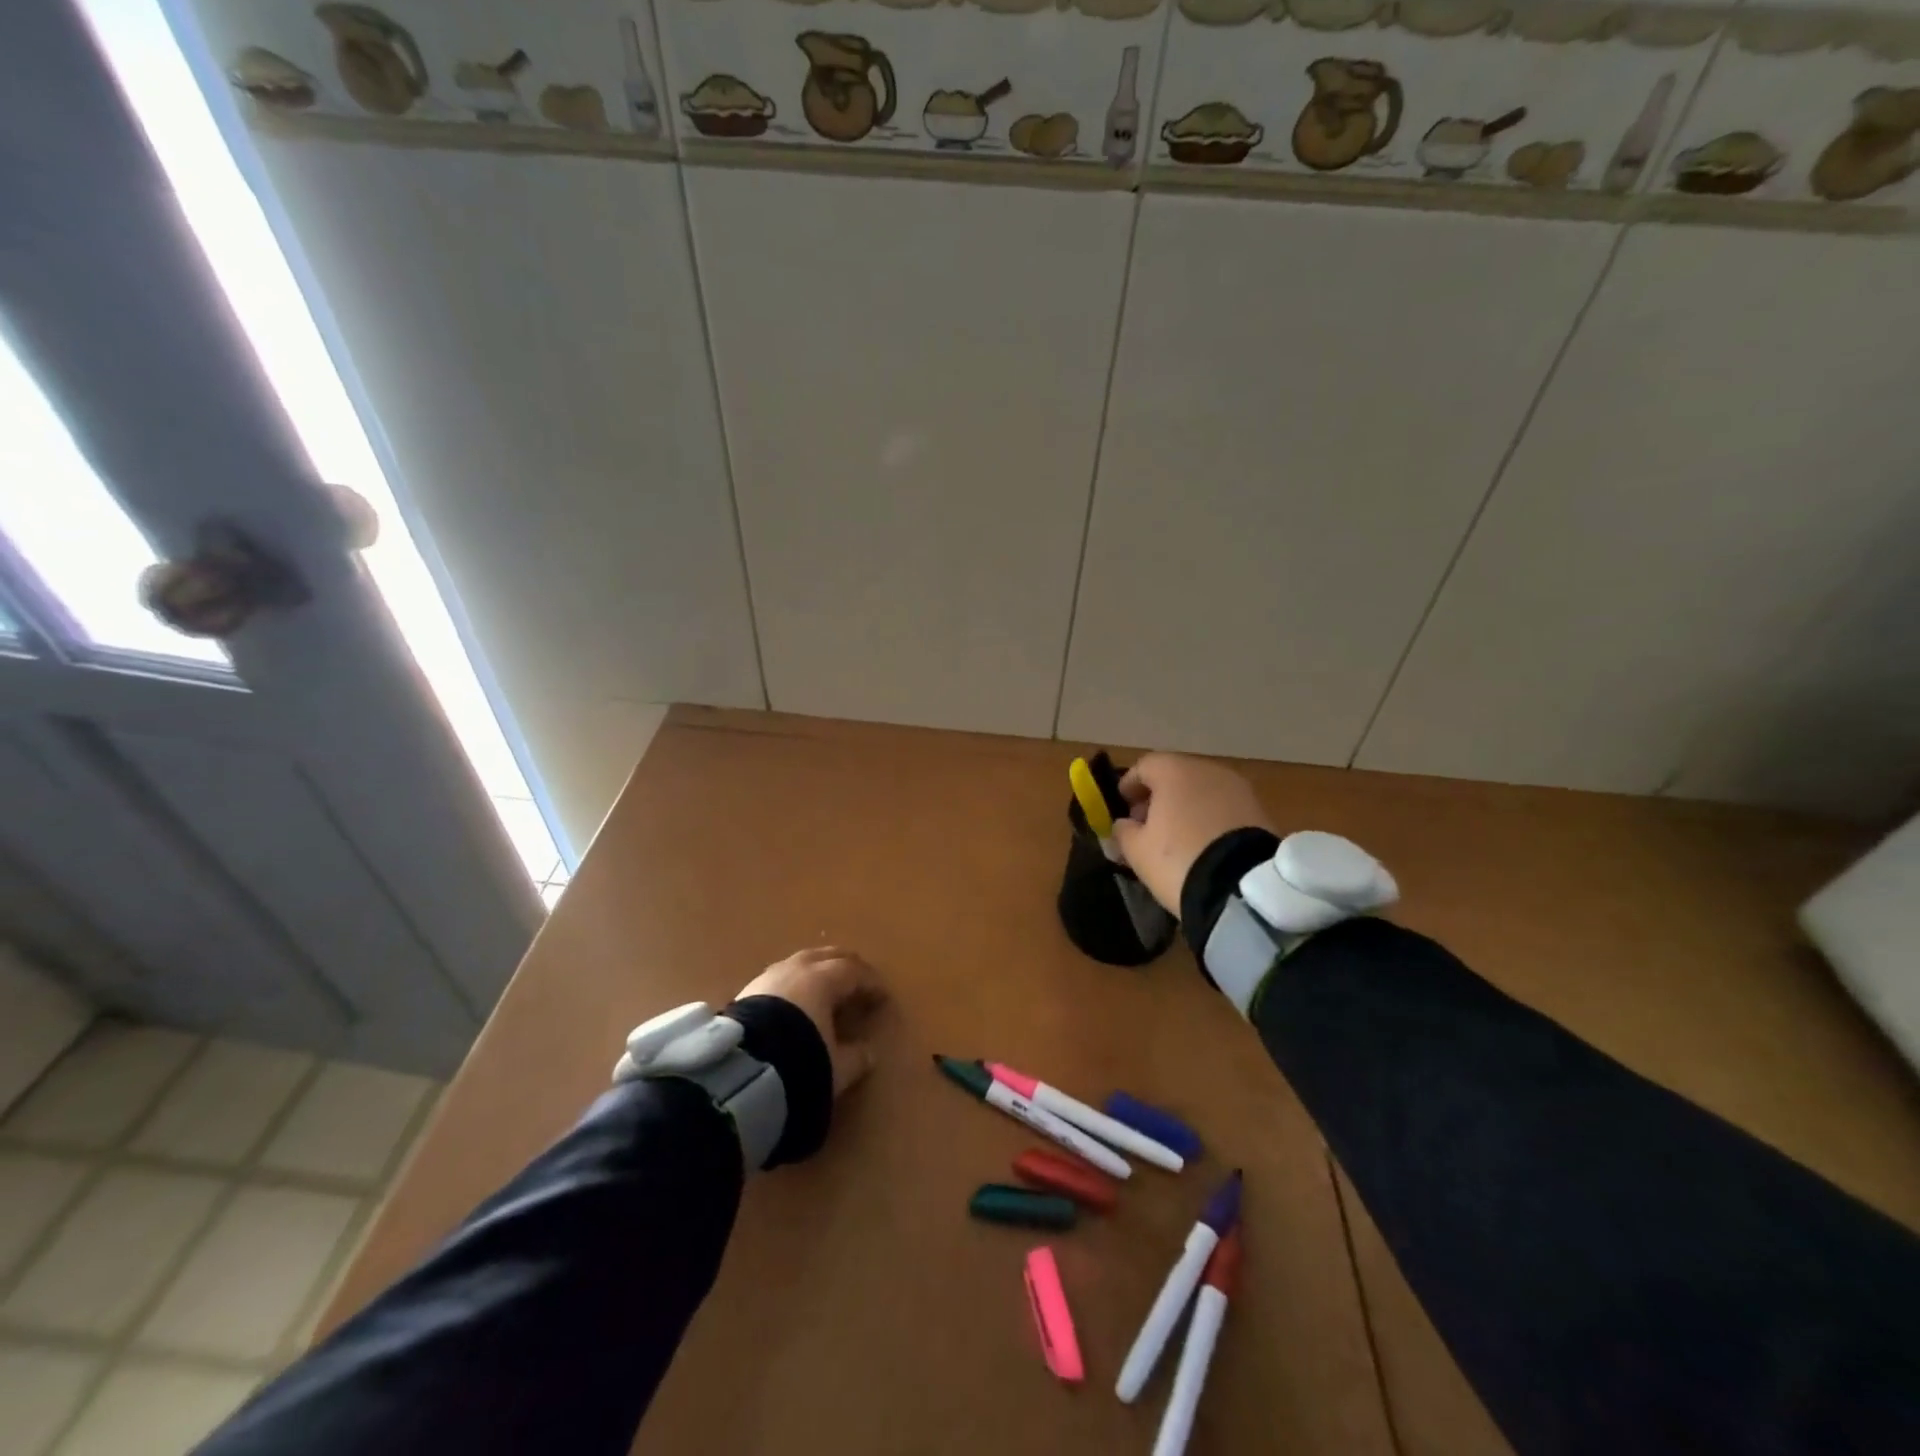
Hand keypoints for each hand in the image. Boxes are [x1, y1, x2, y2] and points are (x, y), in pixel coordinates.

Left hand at [736, 947, 885, 1096]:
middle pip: (828, 956)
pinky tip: (795, 1000)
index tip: (882, 996)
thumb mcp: (835, 1067)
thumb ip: (856, 1057)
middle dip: (846, 966)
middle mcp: (797, 969)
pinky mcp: (747, 991)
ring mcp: (769, 977)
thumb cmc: (798, 1061)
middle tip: (858, 980)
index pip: (854, 972)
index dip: (871, 983)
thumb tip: (868, 1052)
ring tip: (826, 987)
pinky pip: (781, 977)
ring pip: (801, 962)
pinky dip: (795, 983)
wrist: (738, 1071)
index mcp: (823, 979)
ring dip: (818, 971)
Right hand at [1111, 753, 1276, 912]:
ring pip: (1202, 791)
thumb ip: (1123, 832)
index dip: (1129, 785)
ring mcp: (1238, 789)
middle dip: (1159, 797)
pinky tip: (1203, 843)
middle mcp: (1208, 770)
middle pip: (1176, 776)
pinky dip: (1210, 818)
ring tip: (1176, 837)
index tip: (1122, 807)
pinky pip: (1224, 807)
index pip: (1144, 767)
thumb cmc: (1178, 859)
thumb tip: (1123, 825)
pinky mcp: (1260, 810)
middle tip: (1147, 824)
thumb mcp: (1137, 850)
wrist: (1242, 887)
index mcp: (1174, 771)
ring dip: (1186, 807)